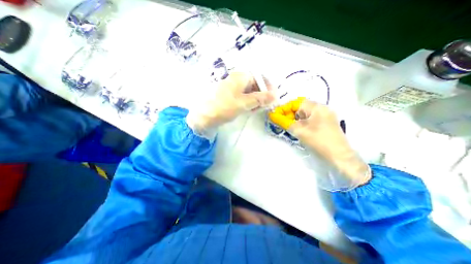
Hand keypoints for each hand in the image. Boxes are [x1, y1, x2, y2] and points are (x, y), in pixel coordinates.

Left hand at [186, 72, 273, 138]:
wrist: (203, 116)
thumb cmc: (224, 107)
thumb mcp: (244, 103)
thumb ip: (260, 99)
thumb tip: (275, 96)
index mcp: (241, 76)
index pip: (260, 78)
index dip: (269, 88)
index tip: (274, 99)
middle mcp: (237, 79)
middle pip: (256, 85)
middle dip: (262, 95)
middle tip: (265, 107)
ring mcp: (233, 88)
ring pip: (250, 92)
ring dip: (256, 100)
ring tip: (256, 110)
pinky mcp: (230, 96)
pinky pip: (243, 97)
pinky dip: (248, 103)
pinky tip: (249, 109)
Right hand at [269, 98, 371, 187]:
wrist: (339, 157)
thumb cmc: (318, 141)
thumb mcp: (298, 131)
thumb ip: (284, 122)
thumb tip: (271, 115)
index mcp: (316, 107)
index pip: (295, 102)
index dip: (283, 108)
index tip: (275, 116)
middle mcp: (321, 108)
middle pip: (300, 107)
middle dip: (288, 114)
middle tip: (280, 122)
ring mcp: (325, 116)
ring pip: (304, 113)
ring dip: (294, 118)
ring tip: (287, 126)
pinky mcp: (325, 123)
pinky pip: (309, 119)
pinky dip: (301, 122)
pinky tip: (297, 129)